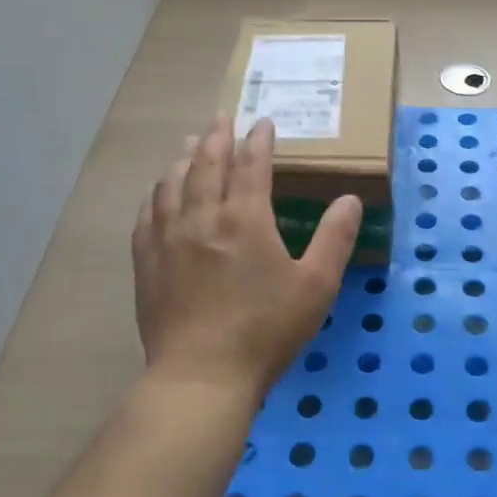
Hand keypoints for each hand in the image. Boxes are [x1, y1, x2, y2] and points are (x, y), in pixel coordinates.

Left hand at [132, 117, 360, 394]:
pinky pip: (147, 214)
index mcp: (245, 219)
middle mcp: (202, 217)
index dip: (258, 141)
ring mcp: (168, 239)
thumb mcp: (316, 286)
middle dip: (217, 137)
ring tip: (191, 145)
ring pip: (172, 183)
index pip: (251, 165)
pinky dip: (156, 194)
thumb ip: (334, 238)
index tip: (263, 124)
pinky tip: (158, 193)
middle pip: (206, 164)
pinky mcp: (147, 262)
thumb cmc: (266, 330)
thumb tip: (349, 198)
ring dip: (184, 158)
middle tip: (223, 119)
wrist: (202, 377)